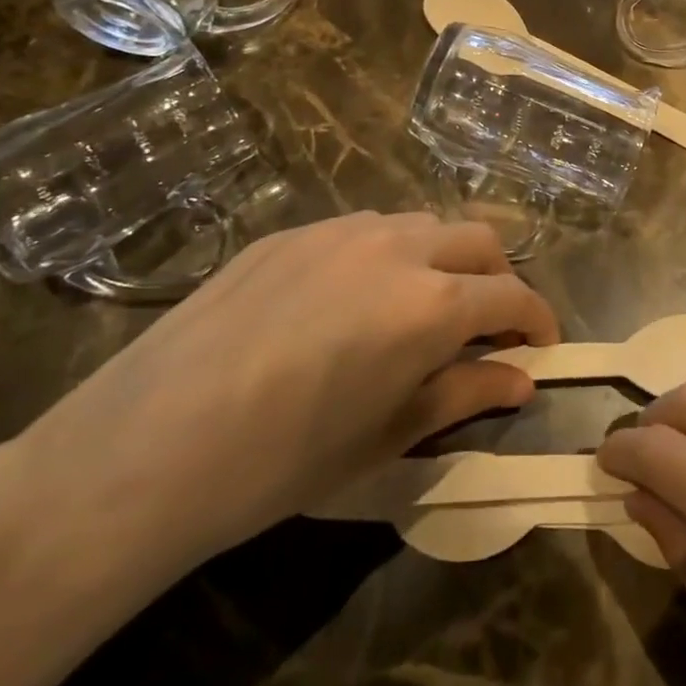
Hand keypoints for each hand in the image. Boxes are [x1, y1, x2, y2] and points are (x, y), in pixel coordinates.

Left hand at [0, 211, 556, 610]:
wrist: (143, 448)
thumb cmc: (280, 462)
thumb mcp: (386, 438)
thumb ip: (464, 395)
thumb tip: (521, 380)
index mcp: (431, 303)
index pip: (512, 295)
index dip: (538, 320)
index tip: (542, 347)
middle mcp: (397, 247)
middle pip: (477, 239)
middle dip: (498, 277)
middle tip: (487, 325)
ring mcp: (338, 230)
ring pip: (420, 224)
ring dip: (442, 259)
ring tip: (419, 308)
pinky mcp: (289, 232)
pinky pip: (362, 229)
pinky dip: (386, 255)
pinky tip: (350, 301)